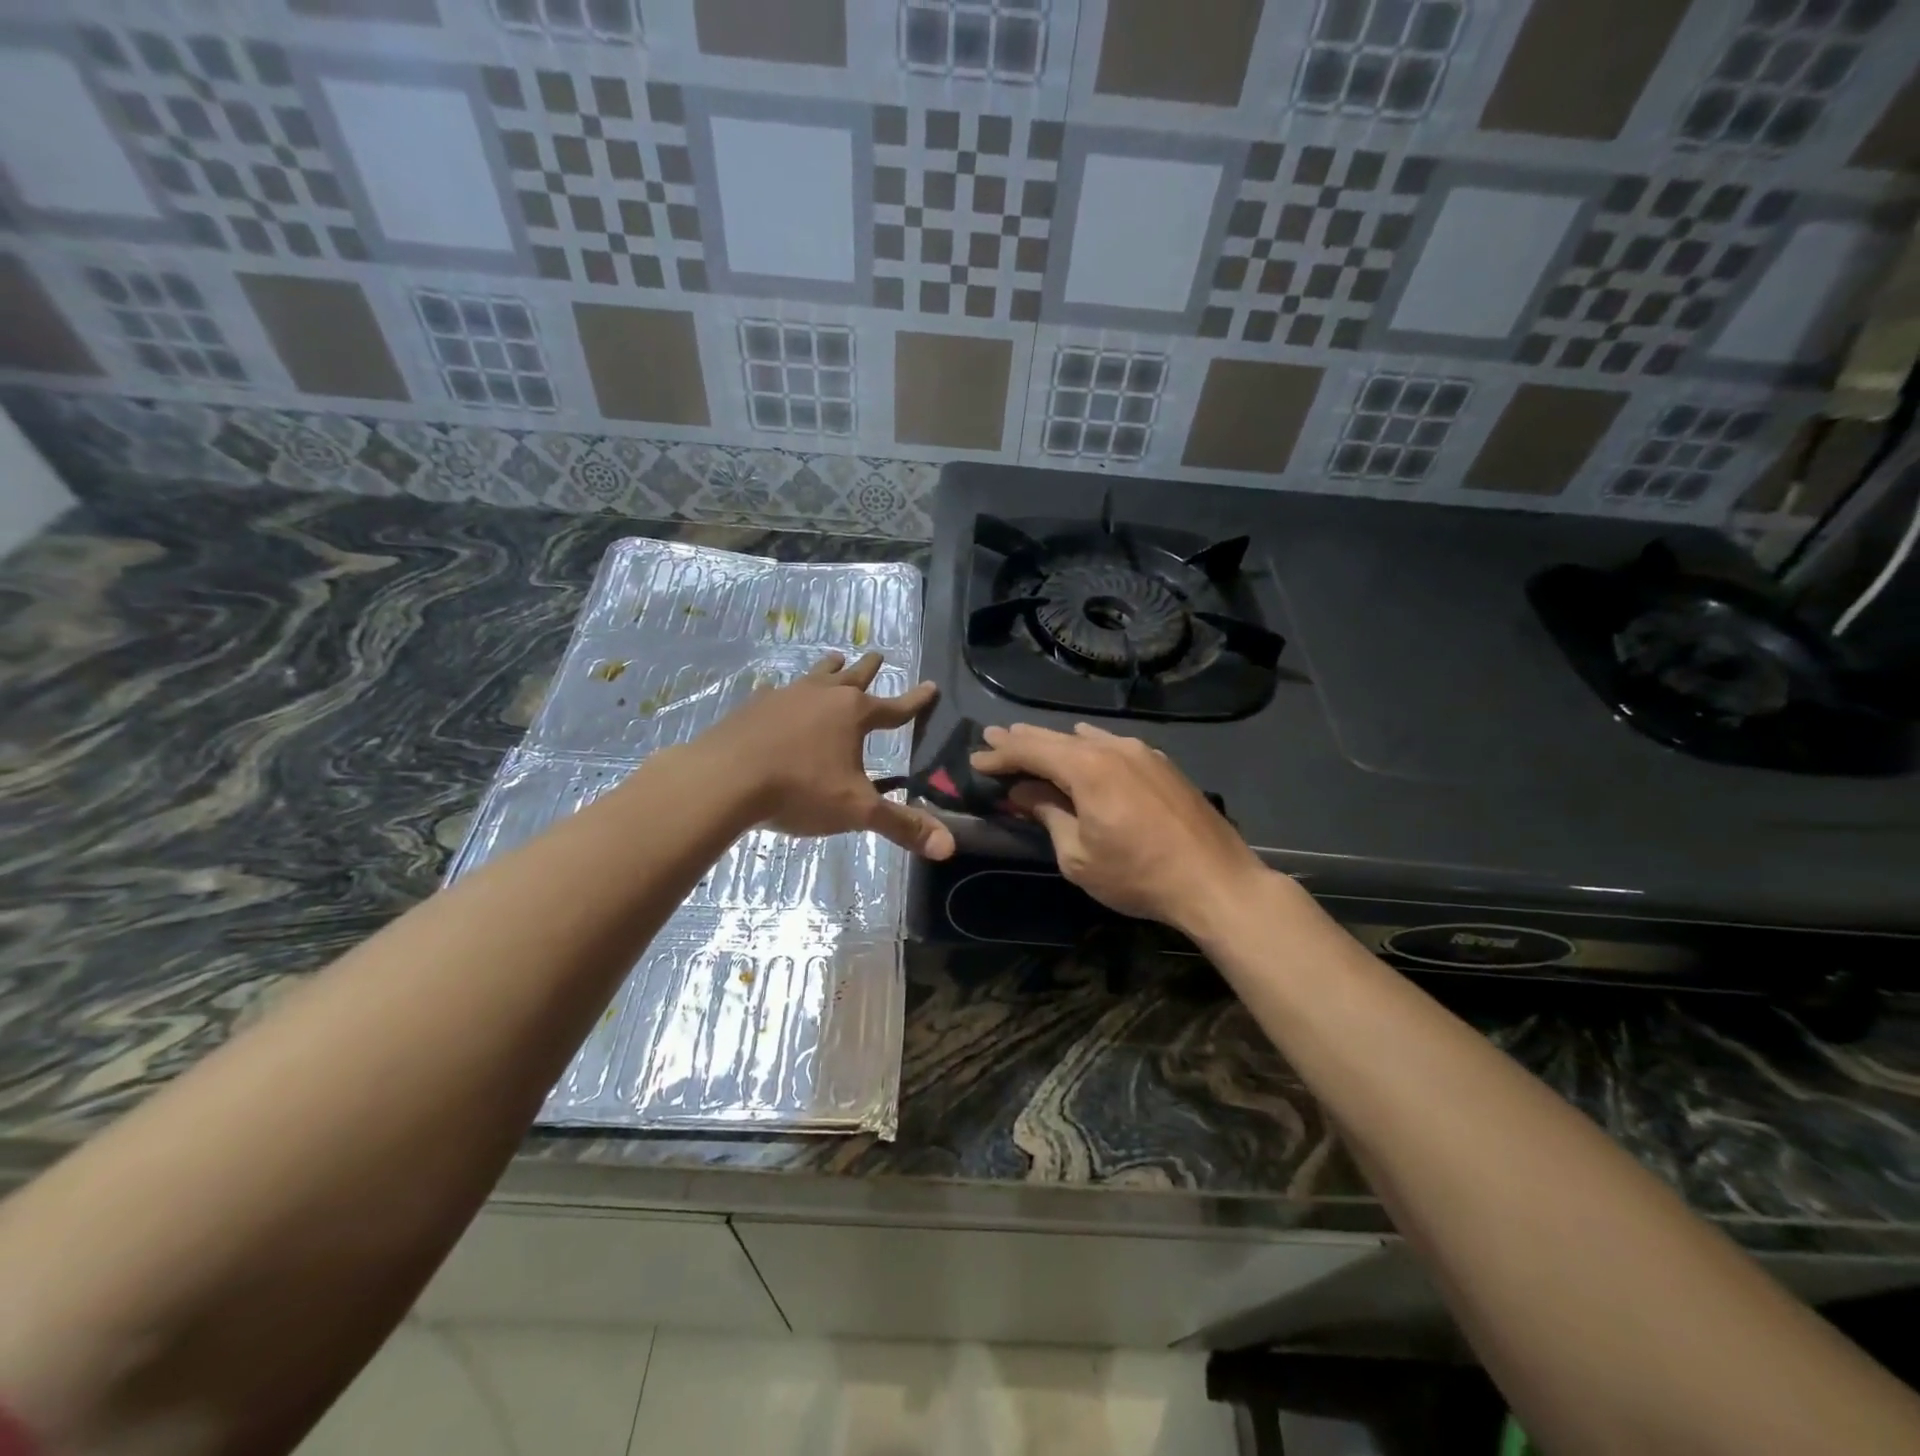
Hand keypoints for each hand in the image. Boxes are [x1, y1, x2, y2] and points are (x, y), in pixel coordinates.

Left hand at [691, 652, 954, 859]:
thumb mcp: (856, 810)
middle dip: (869, 669)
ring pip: (815, 676)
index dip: (916, 700)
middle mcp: (823, 696)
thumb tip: (948, 846)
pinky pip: (776, 692)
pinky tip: (775, 692)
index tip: (930, 685)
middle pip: (853, 678)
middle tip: (879, 654)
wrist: (725, 778)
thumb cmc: (800, 789)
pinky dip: (784, 692)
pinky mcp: (754, 707)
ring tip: (835, 657)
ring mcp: (785, 697)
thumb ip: (901, 825)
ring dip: (829, 668)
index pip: (895, 707)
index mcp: (853, 715)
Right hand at [970, 722, 1271, 936]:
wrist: (1215, 881)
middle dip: (1021, 740)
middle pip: (1056, 738)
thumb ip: (1048, 815)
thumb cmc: (1138, 876)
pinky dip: (1087, 747)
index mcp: (1087, 767)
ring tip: (1029, 740)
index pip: (1031, 750)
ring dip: (1055, 742)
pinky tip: (1083, 745)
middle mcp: (1113, 748)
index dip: (1000, 754)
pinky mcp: (1162, 764)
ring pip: (1086, 739)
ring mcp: (1142, 752)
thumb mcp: (1078, 855)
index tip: (976, 758)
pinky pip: (1113, 745)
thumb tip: (1024, 793)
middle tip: (992, 737)